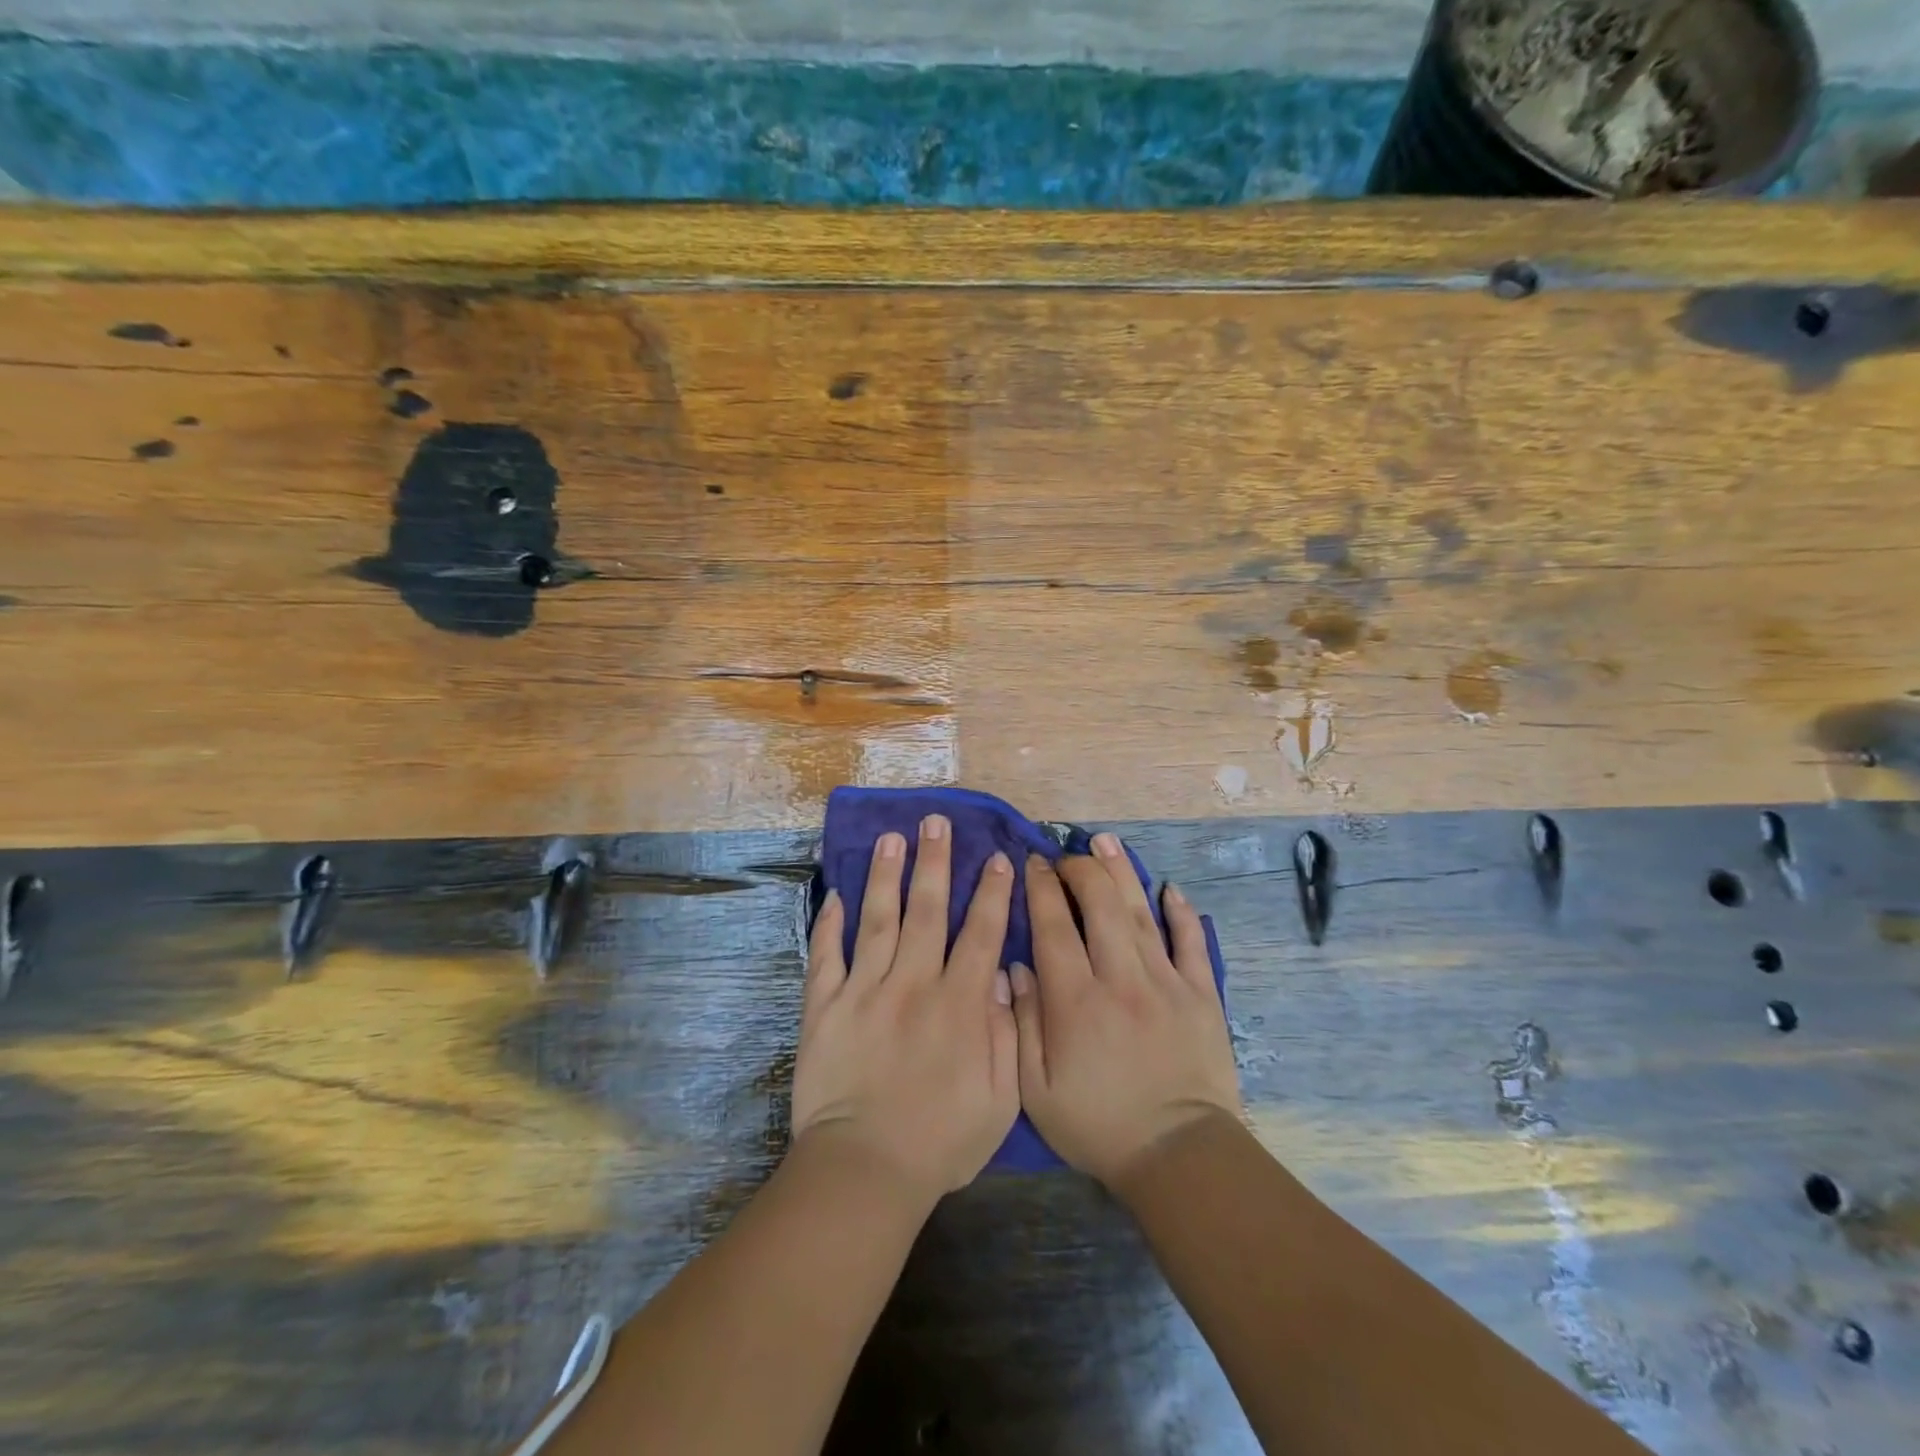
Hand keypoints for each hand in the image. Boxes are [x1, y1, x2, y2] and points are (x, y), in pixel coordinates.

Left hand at [791, 815, 1019, 1204]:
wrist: (865, 1172)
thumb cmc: (940, 1142)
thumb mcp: (1000, 1100)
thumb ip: (1006, 1033)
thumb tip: (1001, 975)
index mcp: (959, 1004)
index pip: (981, 933)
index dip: (993, 893)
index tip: (999, 858)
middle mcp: (913, 983)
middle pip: (927, 909)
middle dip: (935, 861)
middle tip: (936, 822)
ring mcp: (864, 991)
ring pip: (878, 919)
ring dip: (885, 875)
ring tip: (890, 837)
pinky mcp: (824, 1007)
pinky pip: (826, 956)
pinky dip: (828, 924)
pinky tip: (833, 895)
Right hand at [1010, 833, 1240, 1187]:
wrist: (1178, 1157)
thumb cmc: (1097, 1124)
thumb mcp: (1036, 1090)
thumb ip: (1022, 1023)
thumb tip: (1017, 966)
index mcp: (1076, 1000)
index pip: (1054, 926)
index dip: (1040, 888)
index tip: (1032, 864)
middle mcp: (1120, 979)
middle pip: (1100, 905)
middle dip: (1079, 870)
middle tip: (1066, 856)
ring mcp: (1166, 983)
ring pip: (1142, 913)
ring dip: (1122, 873)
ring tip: (1106, 841)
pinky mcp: (1202, 995)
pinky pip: (1192, 943)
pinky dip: (1181, 913)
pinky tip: (1170, 888)